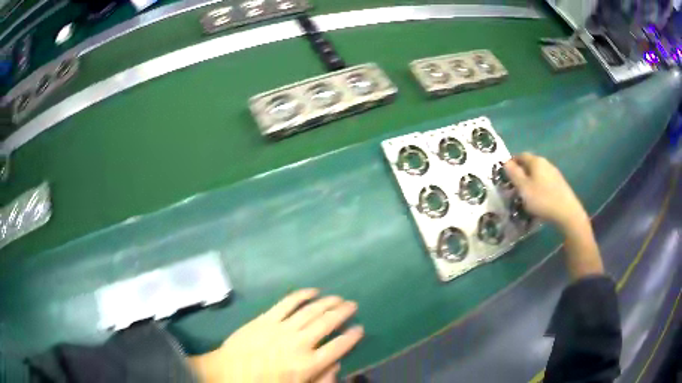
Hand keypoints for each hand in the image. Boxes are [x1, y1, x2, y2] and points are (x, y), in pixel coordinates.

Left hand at [189, 289, 363, 382]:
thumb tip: (337, 364)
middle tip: (353, 305)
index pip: (338, 347)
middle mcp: (299, 343)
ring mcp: (281, 328)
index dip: (352, 336)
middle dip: (343, 313)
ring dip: (327, 302)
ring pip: (311, 310)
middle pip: (327, 323)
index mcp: (307, 364)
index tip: (360, 328)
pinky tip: (313, 290)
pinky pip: (287, 302)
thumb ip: (320, 379)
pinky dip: (302, 295)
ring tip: (339, 297)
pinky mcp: (266, 318)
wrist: (227, 372)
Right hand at [504, 153, 602, 278]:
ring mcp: (554, 173)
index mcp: (536, 161)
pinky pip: (545, 181)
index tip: (506, 174)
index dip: (512, 162)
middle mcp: (546, 163)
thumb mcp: (523, 188)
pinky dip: (539, 186)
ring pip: (538, 173)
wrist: (566, 212)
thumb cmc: (542, 199)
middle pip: (530, 163)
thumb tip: (505, 161)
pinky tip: (539, 198)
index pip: (520, 155)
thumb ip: (514, 174)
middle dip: (521, 172)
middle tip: (515, 185)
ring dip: (531, 180)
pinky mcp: (560, 183)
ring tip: (527, 194)